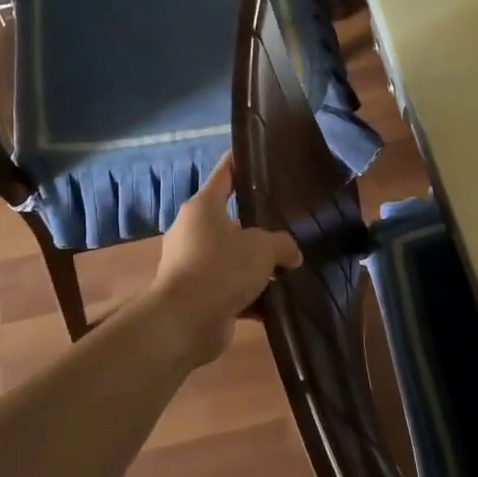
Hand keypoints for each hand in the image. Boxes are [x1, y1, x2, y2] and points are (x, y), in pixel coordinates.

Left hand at [145, 152, 299, 367]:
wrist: (185, 322)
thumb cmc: (221, 269)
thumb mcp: (263, 248)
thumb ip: (283, 244)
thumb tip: (292, 255)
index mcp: (203, 208)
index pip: (224, 174)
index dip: (240, 162)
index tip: (256, 154)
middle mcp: (193, 232)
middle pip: (230, 220)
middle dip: (257, 224)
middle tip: (287, 222)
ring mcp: (192, 265)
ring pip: (232, 257)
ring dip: (255, 264)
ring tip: (288, 265)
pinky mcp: (198, 295)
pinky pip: (230, 287)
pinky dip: (251, 294)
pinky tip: (277, 300)